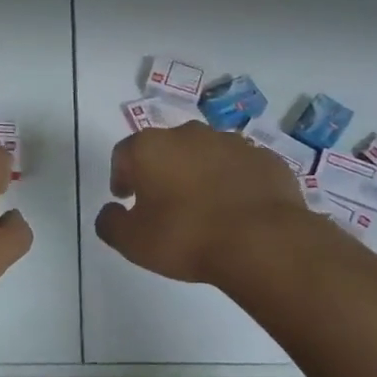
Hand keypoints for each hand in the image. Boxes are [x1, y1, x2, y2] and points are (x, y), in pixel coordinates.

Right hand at [95, 125, 308, 285]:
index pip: (124, 154)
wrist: (262, 241)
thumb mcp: (133, 242)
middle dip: (162, 171)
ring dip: (200, 174)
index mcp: (151, 147)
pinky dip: (234, 182)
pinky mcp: (265, 158)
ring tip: (204, 208)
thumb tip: (110, 211)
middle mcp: (190, 134)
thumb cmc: (186, 237)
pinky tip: (237, 210)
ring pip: (206, 154)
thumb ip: (111, 223)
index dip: (121, 176)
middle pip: (166, 148)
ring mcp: (232, 142)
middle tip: (163, 203)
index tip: (126, 199)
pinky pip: (240, 167)